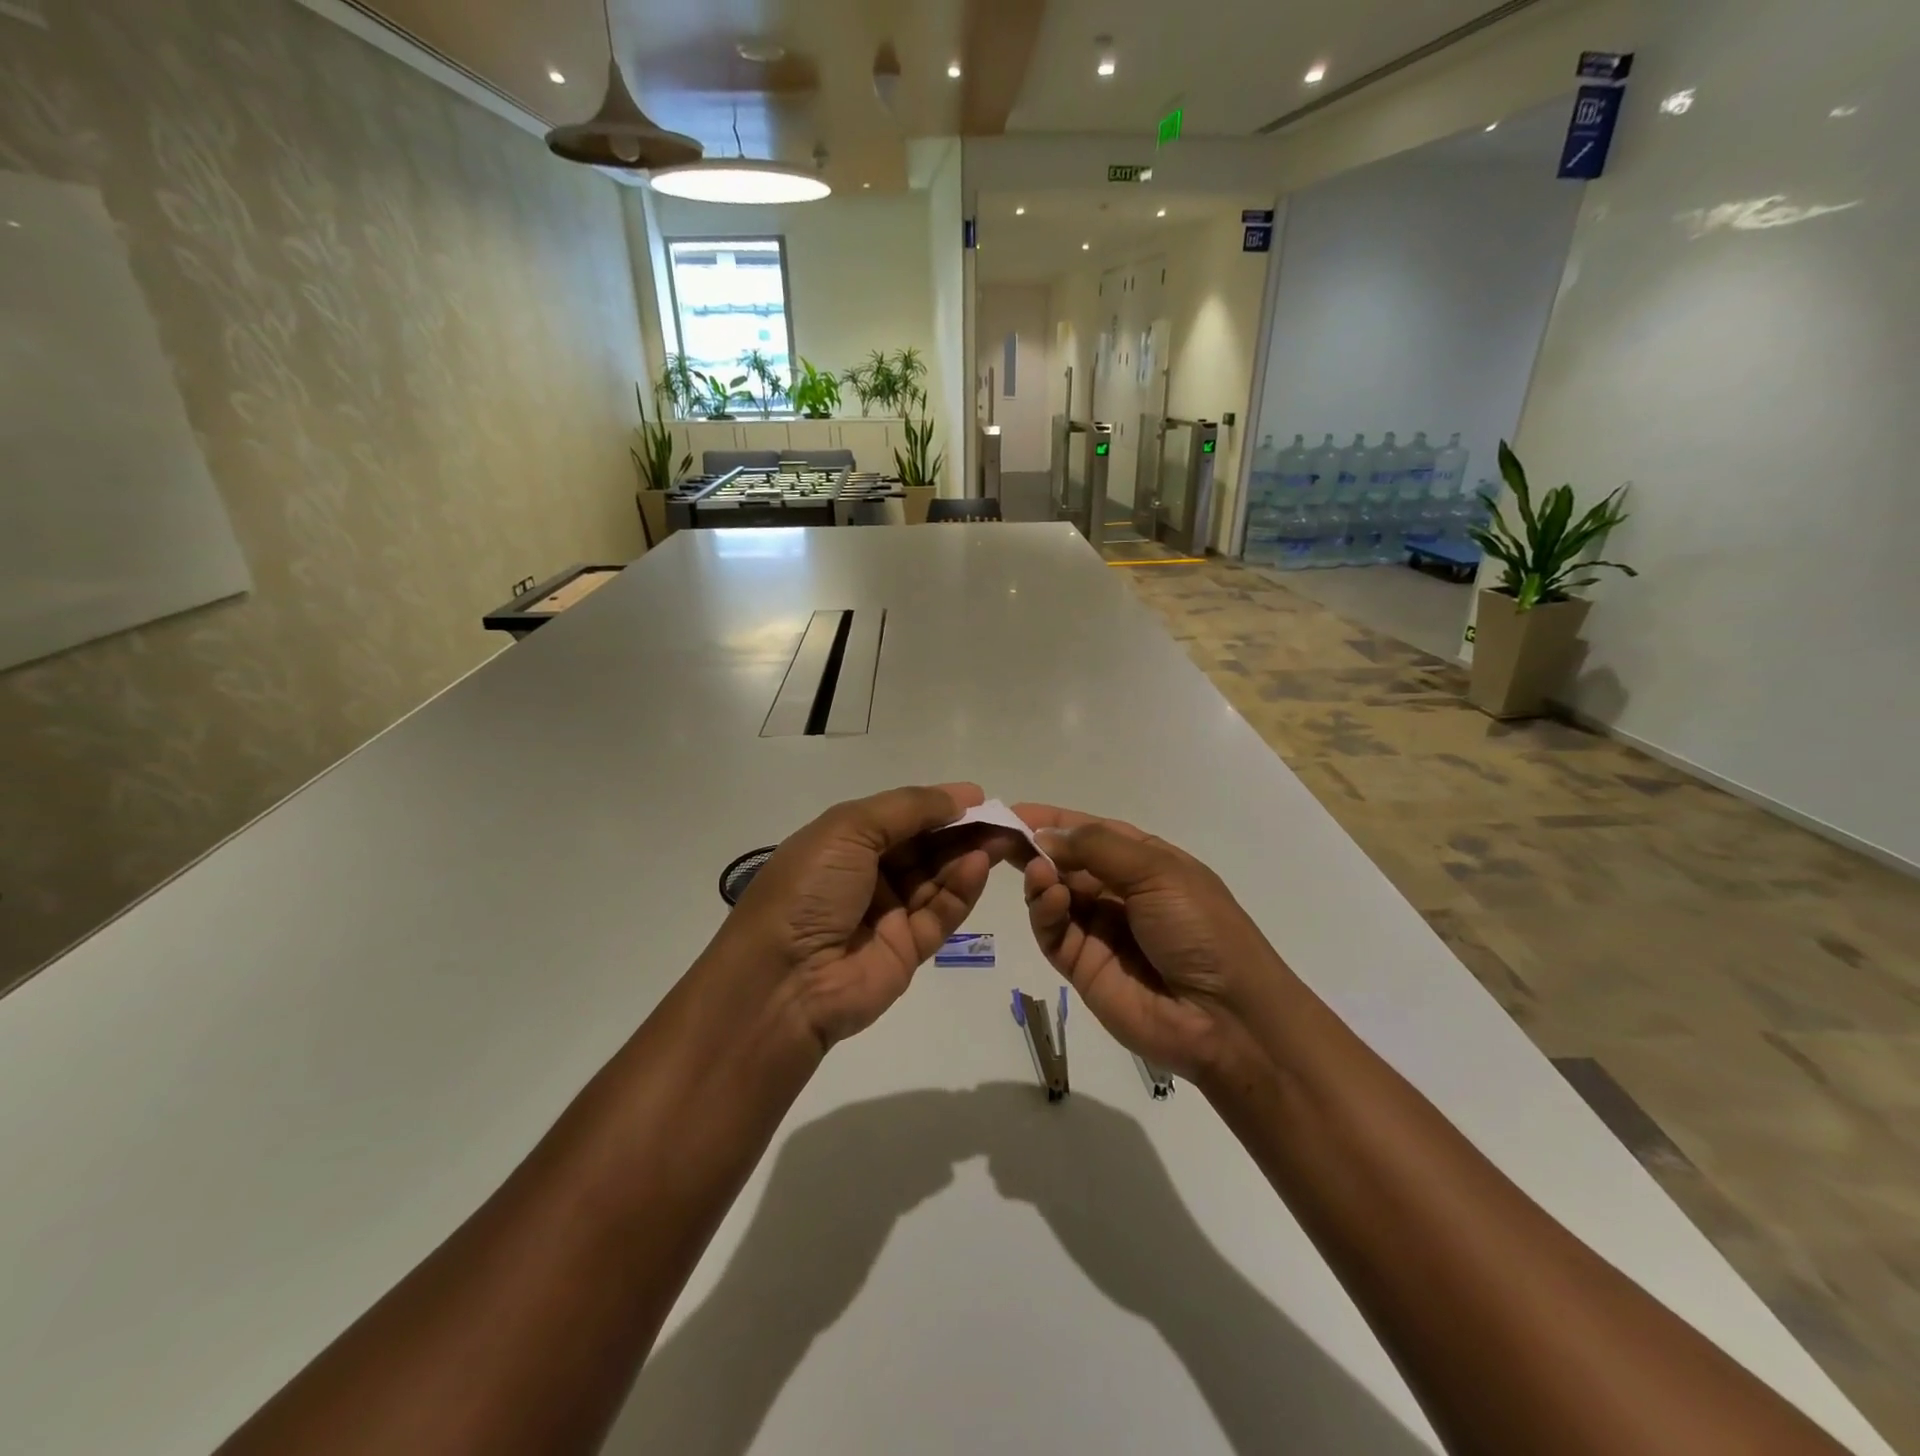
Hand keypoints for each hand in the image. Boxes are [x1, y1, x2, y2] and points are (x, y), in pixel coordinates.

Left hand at [712, 784, 1006, 1051]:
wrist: (783, 982)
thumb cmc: (810, 889)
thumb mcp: (848, 829)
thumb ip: (907, 809)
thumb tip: (958, 798)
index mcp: (844, 842)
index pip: (900, 817)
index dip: (937, 804)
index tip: (978, 796)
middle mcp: (867, 874)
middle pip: (924, 846)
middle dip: (962, 829)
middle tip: (1004, 818)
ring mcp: (888, 913)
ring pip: (937, 877)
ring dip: (968, 854)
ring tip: (1003, 838)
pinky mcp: (908, 949)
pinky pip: (941, 913)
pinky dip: (962, 889)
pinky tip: (980, 866)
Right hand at [1014, 804, 1299, 1085]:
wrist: (1226, 1018)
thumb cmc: (1201, 928)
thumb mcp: (1158, 871)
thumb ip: (1097, 847)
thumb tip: (1044, 835)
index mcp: (1144, 861)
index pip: (1089, 831)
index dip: (1053, 820)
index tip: (1013, 811)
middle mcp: (1118, 891)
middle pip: (1065, 861)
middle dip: (1035, 847)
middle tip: (1000, 838)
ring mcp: (1098, 929)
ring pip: (1053, 894)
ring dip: (1040, 877)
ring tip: (1037, 872)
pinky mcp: (1081, 965)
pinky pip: (1052, 931)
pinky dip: (1044, 911)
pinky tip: (1049, 898)